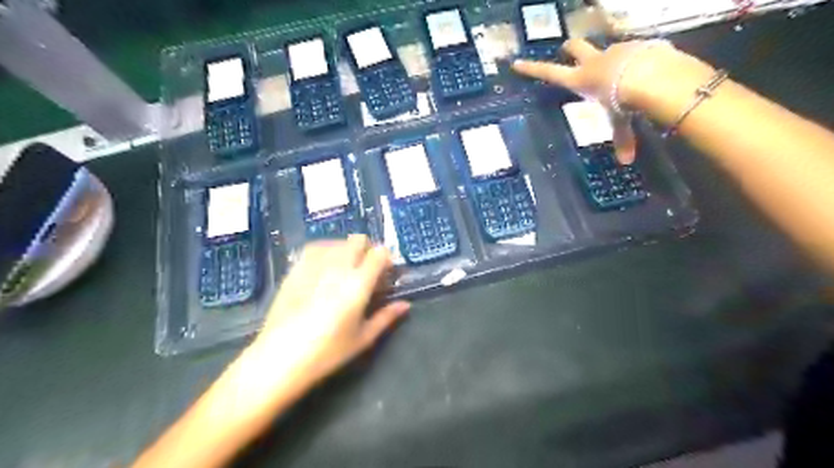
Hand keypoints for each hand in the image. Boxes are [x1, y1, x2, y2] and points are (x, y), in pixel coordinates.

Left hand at [253, 235, 408, 388]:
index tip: (386, 272)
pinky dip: (326, 251)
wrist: (279, 358)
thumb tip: (405, 305)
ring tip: (345, 269)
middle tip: (366, 270)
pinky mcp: (296, 269)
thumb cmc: (327, 352)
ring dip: (346, 250)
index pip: (379, 253)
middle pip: (358, 240)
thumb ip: (386, 317)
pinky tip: (324, 267)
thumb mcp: (363, 338)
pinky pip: (315, 248)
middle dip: (367, 249)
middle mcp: (338, 267)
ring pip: (337, 242)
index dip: (386, 258)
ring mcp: (314, 265)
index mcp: (358, 284)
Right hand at [515, 36, 668, 164]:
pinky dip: (634, 59)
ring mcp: (614, 50)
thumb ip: (622, 138)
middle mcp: (593, 62)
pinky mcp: (635, 44)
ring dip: (607, 58)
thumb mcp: (619, 121)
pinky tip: (644, 69)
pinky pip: (632, 51)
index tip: (517, 63)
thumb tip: (626, 161)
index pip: (548, 73)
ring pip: (606, 50)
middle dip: (569, 48)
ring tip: (619, 72)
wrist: (654, 75)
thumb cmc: (623, 100)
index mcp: (580, 80)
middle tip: (567, 50)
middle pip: (575, 47)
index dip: (532, 69)